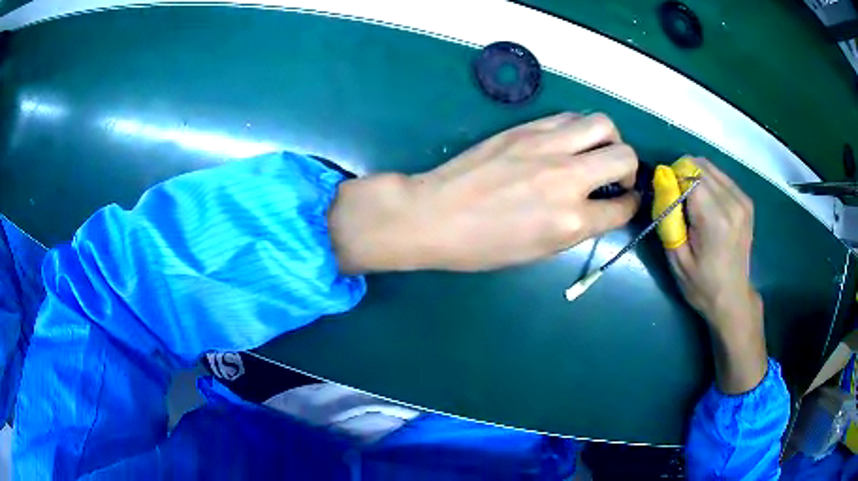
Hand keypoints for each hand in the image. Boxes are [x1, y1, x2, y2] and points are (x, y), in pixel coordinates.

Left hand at [329, 113, 639, 272]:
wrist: (433, 214)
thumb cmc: (481, 247)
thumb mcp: (538, 251)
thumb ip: (576, 227)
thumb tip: (596, 207)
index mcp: (571, 221)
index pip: (623, 207)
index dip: (630, 205)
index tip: (626, 201)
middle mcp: (568, 177)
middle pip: (625, 156)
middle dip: (630, 169)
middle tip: (616, 177)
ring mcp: (547, 146)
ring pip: (602, 123)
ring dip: (610, 139)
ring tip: (596, 152)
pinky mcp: (527, 127)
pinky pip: (570, 117)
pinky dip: (580, 129)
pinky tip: (569, 141)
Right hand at [667, 158, 766, 393]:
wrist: (733, 298)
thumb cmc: (702, 285)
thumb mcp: (677, 258)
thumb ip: (669, 217)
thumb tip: (663, 182)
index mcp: (716, 219)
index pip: (689, 173)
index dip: (672, 178)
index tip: (667, 196)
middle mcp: (732, 203)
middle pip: (700, 165)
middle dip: (683, 175)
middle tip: (678, 201)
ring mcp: (742, 200)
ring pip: (710, 167)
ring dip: (696, 177)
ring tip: (692, 204)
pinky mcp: (746, 201)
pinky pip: (721, 176)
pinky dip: (709, 182)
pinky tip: (708, 204)